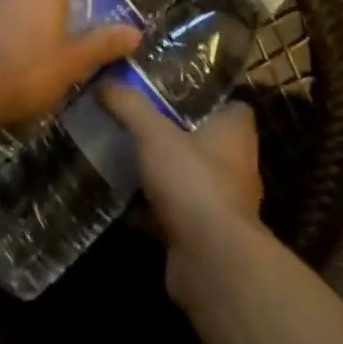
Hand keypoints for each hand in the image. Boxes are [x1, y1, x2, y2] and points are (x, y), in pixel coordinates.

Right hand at [102, 87, 264, 302]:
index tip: (173, 91)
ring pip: (191, 178)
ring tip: (128, 157)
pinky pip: (177, 214)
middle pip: (207, 140)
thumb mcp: (155, 133)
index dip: (206, 97)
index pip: (230, 105)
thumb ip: (131, 106)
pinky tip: (124, 203)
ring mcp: (223, 204)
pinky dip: (154, 210)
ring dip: (165, 173)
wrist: (211, 262)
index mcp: (236, 132)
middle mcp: (237, 165)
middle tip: (141, 121)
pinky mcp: (205, 236)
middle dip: (177, 134)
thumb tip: (106, 81)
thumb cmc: (193, 182)